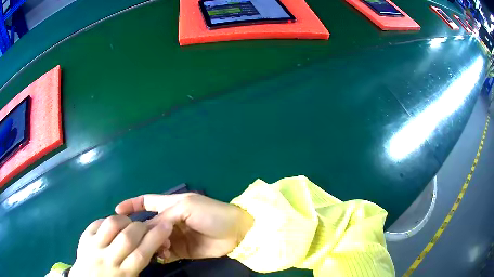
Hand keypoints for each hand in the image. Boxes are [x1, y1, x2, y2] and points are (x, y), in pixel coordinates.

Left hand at [69, 215, 172, 276]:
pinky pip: (98, 222)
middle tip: (147, 224)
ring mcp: (93, 246)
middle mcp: (108, 259)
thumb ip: (141, 263)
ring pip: (111, 225)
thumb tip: (154, 244)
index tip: (166, 225)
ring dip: (125, 220)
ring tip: (129, 223)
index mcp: (124, 273)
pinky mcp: (84, 237)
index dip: (155, 238)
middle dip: (141, 227)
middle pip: (127, 237)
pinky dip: (110, 219)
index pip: (141, 254)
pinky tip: (114, 225)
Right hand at [115, 193, 253, 261]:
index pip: (146, 202)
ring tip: (158, 248)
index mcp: (170, 205)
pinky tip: (162, 256)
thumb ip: (165, 216)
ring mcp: (175, 236)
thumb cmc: (211, 214)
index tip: (117, 211)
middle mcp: (170, 220)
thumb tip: (147, 228)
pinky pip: (165, 253)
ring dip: (152, 244)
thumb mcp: (186, 207)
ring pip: (155, 240)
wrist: (235, 232)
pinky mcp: (182, 250)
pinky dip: (161, 254)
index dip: (132, 204)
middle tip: (139, 239)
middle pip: (148, 225)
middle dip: (142, 231)